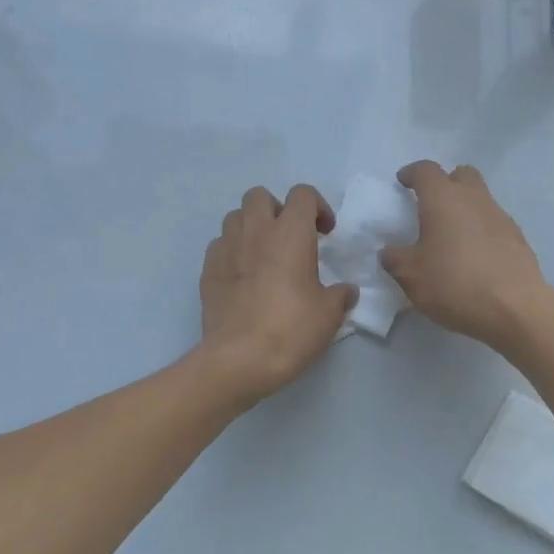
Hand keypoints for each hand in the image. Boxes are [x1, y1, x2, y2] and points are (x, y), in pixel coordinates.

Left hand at [198, 185, 356, 405]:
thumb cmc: (290, 330)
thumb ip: (340, 295)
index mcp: (290, 233)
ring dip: (251, 227)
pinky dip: (233, 251)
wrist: (238, 359)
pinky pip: (220, 245)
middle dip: (277, 209)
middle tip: (290, 238)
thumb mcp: (329, 315)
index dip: (317, 207)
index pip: (302, 194)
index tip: (325, 234)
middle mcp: (255, 231)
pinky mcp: (207, 270)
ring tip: (264, 254)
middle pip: (260, 196)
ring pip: (235, 217)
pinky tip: (243, 276)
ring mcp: (226, 249)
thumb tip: (346, 291)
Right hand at [381, 161, 549, 350]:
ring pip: (480, 198)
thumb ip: (395, 259)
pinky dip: (481, 230)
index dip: (412, 173)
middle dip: (446, 183)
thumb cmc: (454, 284)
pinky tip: (474, 256)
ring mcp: (500, 216)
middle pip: (461, 175)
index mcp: (443, 199)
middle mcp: (474, 199)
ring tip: (452, 236)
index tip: (403, 182)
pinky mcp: (518, 238)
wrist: (514, 308)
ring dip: (465, 208)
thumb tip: (390, 252)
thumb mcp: (411, 276)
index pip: (426, 170)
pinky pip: (494, 223)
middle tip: (432, 205)